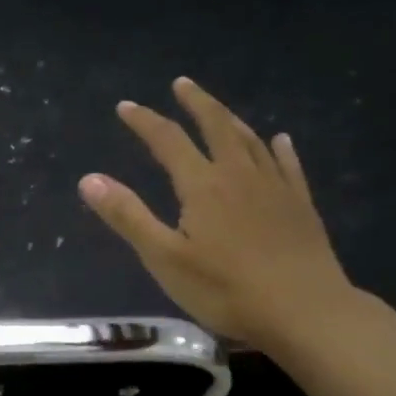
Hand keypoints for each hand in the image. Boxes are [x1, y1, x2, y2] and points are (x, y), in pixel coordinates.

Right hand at [78, 77, 357, 352]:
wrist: (306, 311)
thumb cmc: (226, 289)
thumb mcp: (164, 258)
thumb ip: (128, 216)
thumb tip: (88, 179)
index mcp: (202, 185)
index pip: (167, 140)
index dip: (144, 121)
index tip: (125, 107)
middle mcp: (239, 174)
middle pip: (216, 126)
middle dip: (195, 103)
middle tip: (181, 83)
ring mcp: (275, 188)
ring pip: (250, 141)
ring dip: (230, 119)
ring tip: (217, 108)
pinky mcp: (301, 206)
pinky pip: (288, 165)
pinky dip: (279, 148)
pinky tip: (279, 140)